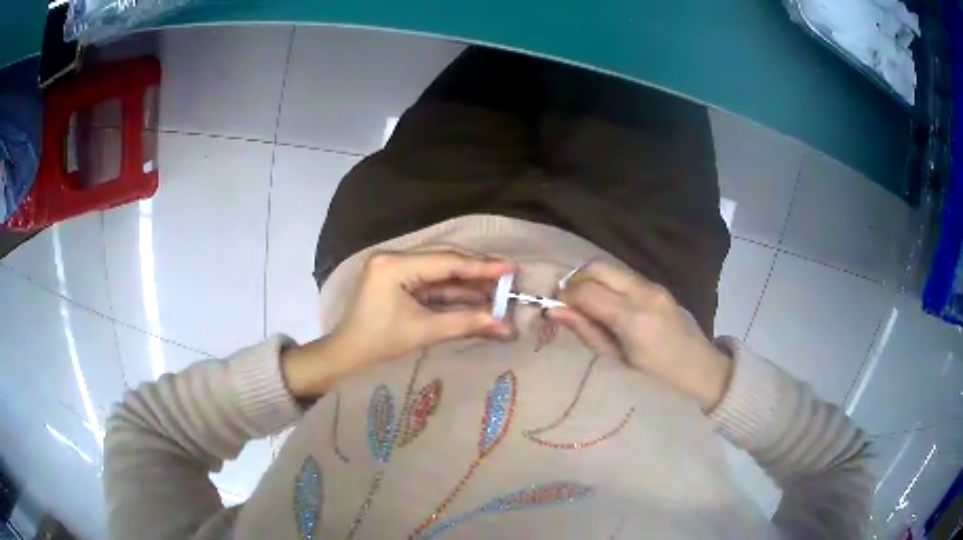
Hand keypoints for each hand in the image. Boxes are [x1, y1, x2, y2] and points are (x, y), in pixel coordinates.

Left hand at [282, 251, 514, 397]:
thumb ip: (467, 323)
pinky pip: (432, 283)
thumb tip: (507, 327)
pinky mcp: (399, 280)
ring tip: (500, 290)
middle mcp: (394, 258)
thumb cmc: (379, 343)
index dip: (481, 266)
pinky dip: (454, 292)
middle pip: (445, 262)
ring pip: (440, 272)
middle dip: (477, 273)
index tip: (511, 268)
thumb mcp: (425, 331)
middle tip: (510, 279)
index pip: (445, 262)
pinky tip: (478, 297)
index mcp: (394, 265)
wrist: (347, 356)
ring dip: (468, 284)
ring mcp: (395, 268)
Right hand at [547, 262, 731, 411]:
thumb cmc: (658, 378)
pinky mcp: (658, 286)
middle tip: (567, 304)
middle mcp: (644, 293)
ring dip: (590, 280)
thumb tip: (555, 312)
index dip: (564, 297)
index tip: (554, 310)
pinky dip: (607, 283)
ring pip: (609, 267)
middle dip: (574, 281)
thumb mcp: (618, 362)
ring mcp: (654, 286)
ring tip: (584, 305)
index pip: (586, 291)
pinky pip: (623, 275)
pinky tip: (606, 305)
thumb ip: (587, 333)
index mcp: (633, 319)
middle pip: (596, 267)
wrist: (702, 371)